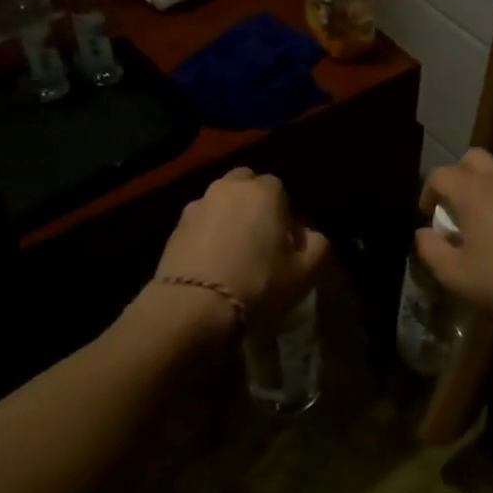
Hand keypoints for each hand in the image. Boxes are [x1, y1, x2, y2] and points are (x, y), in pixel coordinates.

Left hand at [154, 167, 329, 335]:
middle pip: (246, 185)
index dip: (284, 215)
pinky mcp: (174, 227)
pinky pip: (199, 223)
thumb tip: (308, 234)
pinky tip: (210, 264)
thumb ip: (318, 245)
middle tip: (258, 240)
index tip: (284, 243)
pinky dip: (206, 235)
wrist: (194, 307)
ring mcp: (198, 205)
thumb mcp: (306, 272)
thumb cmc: (258, 284)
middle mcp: (229, 188)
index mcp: (264, 191)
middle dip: (253, 204)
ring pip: (220, 202)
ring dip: (227, 217)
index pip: (280, 190)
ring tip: (231, 253)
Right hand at [416, 148, 492, 328]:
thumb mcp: (454, 274)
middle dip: (457, 175)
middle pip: (473, 159)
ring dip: (482, 189)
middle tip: (452, 205)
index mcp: (474, 192)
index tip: (426, 214)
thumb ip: (430, 249)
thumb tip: (423, 233)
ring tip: (478, 222)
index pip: (441, 174)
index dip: (428, 191)